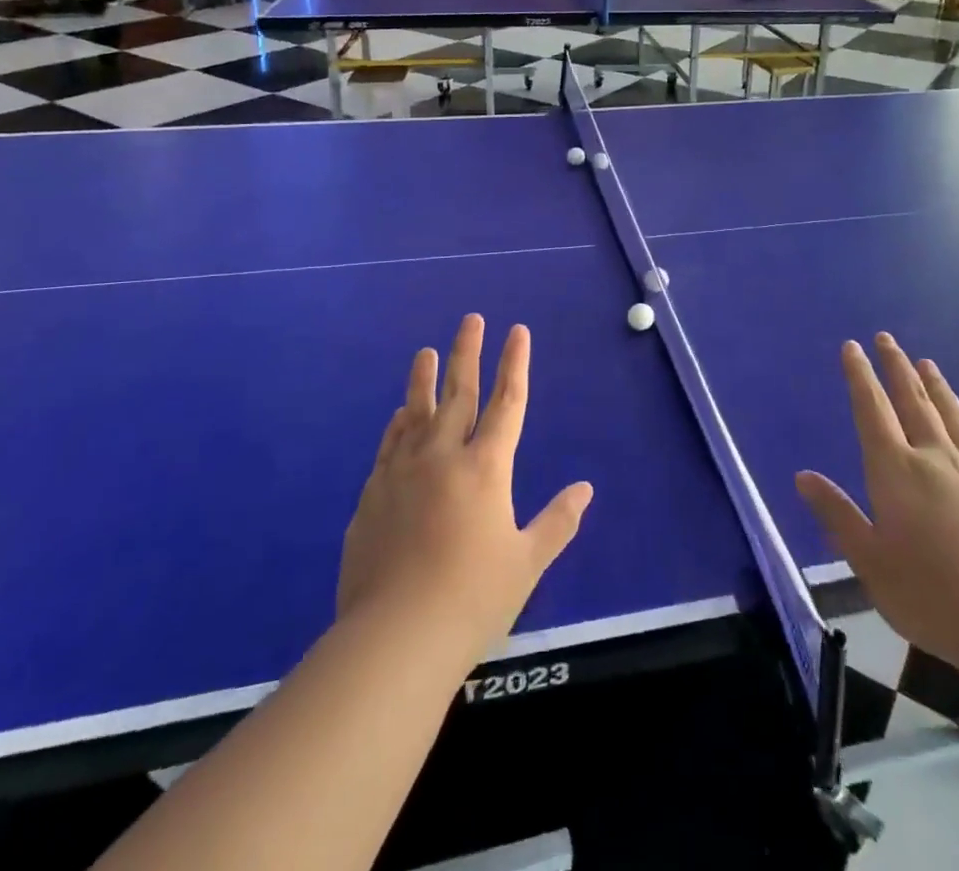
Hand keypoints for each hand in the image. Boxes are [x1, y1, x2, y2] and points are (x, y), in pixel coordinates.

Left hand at [337, 316, 592, 661]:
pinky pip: (389, 446)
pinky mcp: (373, 495)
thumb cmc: (472, 599)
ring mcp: (403, 472)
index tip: (517, 331)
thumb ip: (558, 522)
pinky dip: (398, 424)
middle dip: (468, 352)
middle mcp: (444, 456)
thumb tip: (586, 489)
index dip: (514, 364)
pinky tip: (399, 415)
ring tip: (426, 352)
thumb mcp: (526, 563)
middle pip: (459, 392)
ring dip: (424, 379)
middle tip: (471, 319)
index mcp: (486, 467)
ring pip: (416, 411)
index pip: (507, 402)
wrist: (394, 639)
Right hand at [796, 334, 958, 679]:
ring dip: (934, 386)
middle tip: (887, 338)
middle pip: (911, 401)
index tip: (852, 347)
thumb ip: (838, 516)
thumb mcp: (871, 562)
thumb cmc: (934, 595)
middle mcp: (934, 458)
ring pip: (949, 415)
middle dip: (895, 367)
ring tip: (925, 363)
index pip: (872, 411)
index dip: (860, 377)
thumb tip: (803, 477)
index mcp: (896, 471)